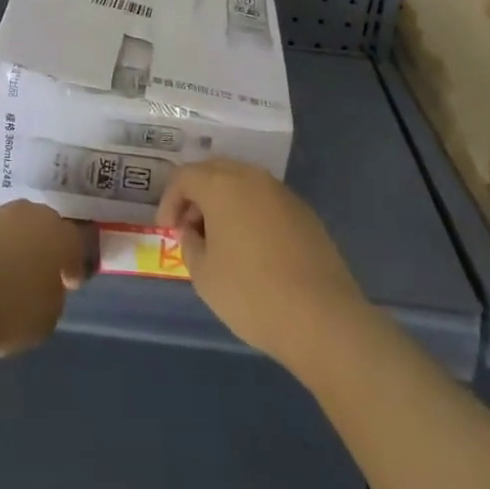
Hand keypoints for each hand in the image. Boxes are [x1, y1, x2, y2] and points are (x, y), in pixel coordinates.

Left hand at [0, 201, 89, 357]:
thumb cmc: (7, 310)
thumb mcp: (46, 318)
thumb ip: (52, 296)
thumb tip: (44, 286)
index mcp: (57, 234)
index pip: (75, 244)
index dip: (74, 266)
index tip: (70, 284)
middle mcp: (28, 214)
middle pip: (42, 227)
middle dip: (43, 247)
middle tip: (39, 274)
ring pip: (11, 228)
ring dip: (12, 247)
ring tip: (5, 276)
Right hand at [158, 160, 368, 369]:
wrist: (322, 318)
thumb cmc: (251, 294)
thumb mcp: (204, 276)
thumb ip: (190, 244)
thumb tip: (193, 231)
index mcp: (221, 185)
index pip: (184, 176)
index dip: (169, 200)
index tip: (167, 229)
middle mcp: (251, 177)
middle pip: (214, 171)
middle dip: (196, 194)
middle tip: (190, 228)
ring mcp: (281, 192)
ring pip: (242, 182)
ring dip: (224, 201)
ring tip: (220, 238)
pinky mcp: (304, 212)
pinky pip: (266, 200)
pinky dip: (250, 212)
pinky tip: (253, 247)